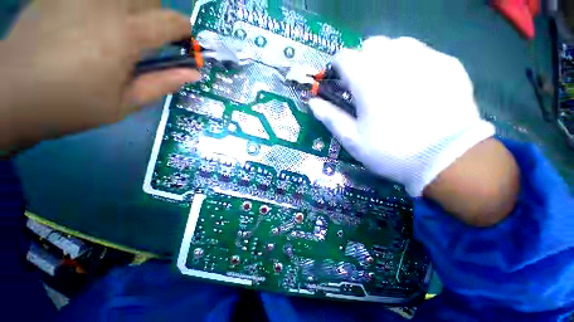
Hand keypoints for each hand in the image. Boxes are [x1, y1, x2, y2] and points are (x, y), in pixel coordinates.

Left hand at [0, 0, 199, 150]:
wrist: (10, 95)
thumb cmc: (69, 105)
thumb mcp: (124, 103)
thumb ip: (162, 84)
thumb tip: (193, 73)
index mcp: (126, 36)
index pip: (172, 21)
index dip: (184, 32)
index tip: (182, 45)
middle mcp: (106, 5)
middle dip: (158, 17)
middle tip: (149, 39)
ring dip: (134, 8)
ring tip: (120, 29)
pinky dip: (105, 5)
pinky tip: (93, 21)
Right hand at [309, 36, 495, 196]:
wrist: (446, 159)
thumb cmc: (390, 151)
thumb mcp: (352, 139)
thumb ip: (330, 117)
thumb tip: (312, 103)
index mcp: (368, 78)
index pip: (344, 57)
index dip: (337, 68)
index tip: (338, 82)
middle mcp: (395, 59)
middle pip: (370, 45)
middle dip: (361, 61)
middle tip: (363, 86)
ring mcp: (426, 58)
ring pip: (397, 44)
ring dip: (385, 59)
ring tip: (388, 83)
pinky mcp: (448, 65)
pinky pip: (422, 53)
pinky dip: (411, 63)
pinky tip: (415, 86)